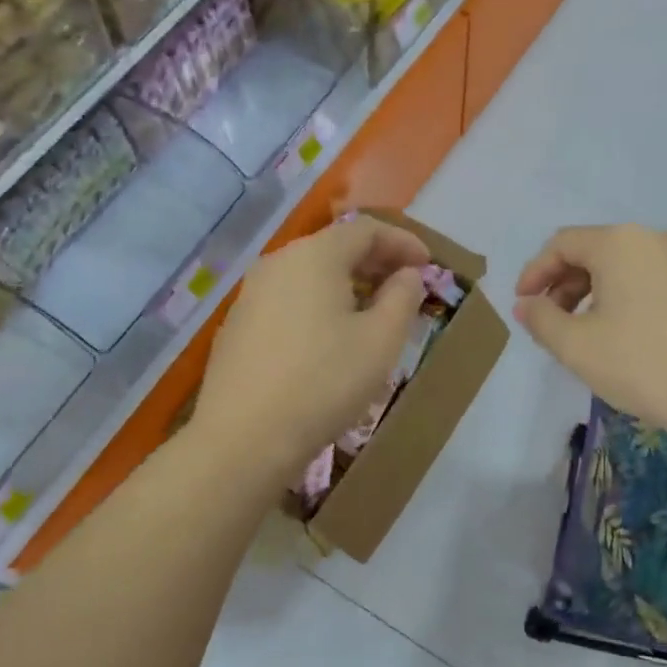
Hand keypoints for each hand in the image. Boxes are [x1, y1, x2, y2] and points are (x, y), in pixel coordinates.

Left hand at [193, 216, 429, 478]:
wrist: (244, 438)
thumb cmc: (324, 382)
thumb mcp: (381, 341)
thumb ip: (402, 298)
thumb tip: (407, 275)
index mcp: (314, 256)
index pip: (366, 229)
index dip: (403, 242)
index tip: (428, 265)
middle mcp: (277, 263)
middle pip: (334, 248)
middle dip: (375, 262)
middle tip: (405, 287)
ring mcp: (251, 295)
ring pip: (309, 276)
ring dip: (346, 286)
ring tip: (371, 314)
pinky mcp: (238, 326)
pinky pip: (288, 301)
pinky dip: (318, 306)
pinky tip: (330, 339)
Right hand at [514, 224, 666, 448]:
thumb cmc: (642, 364)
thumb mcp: (576, 346)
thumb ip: (541, 319)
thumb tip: (526, 304)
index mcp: (620, 243)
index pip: (562, 244)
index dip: (535, 272)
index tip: (523, 305)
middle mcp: (654, 238)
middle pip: (595, 250)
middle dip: (564, 284)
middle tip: (551, 322)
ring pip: (625, 266)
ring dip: (594, 293)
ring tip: (585, 332)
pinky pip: (652, 279)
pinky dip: (626, 298)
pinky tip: (624, 334)